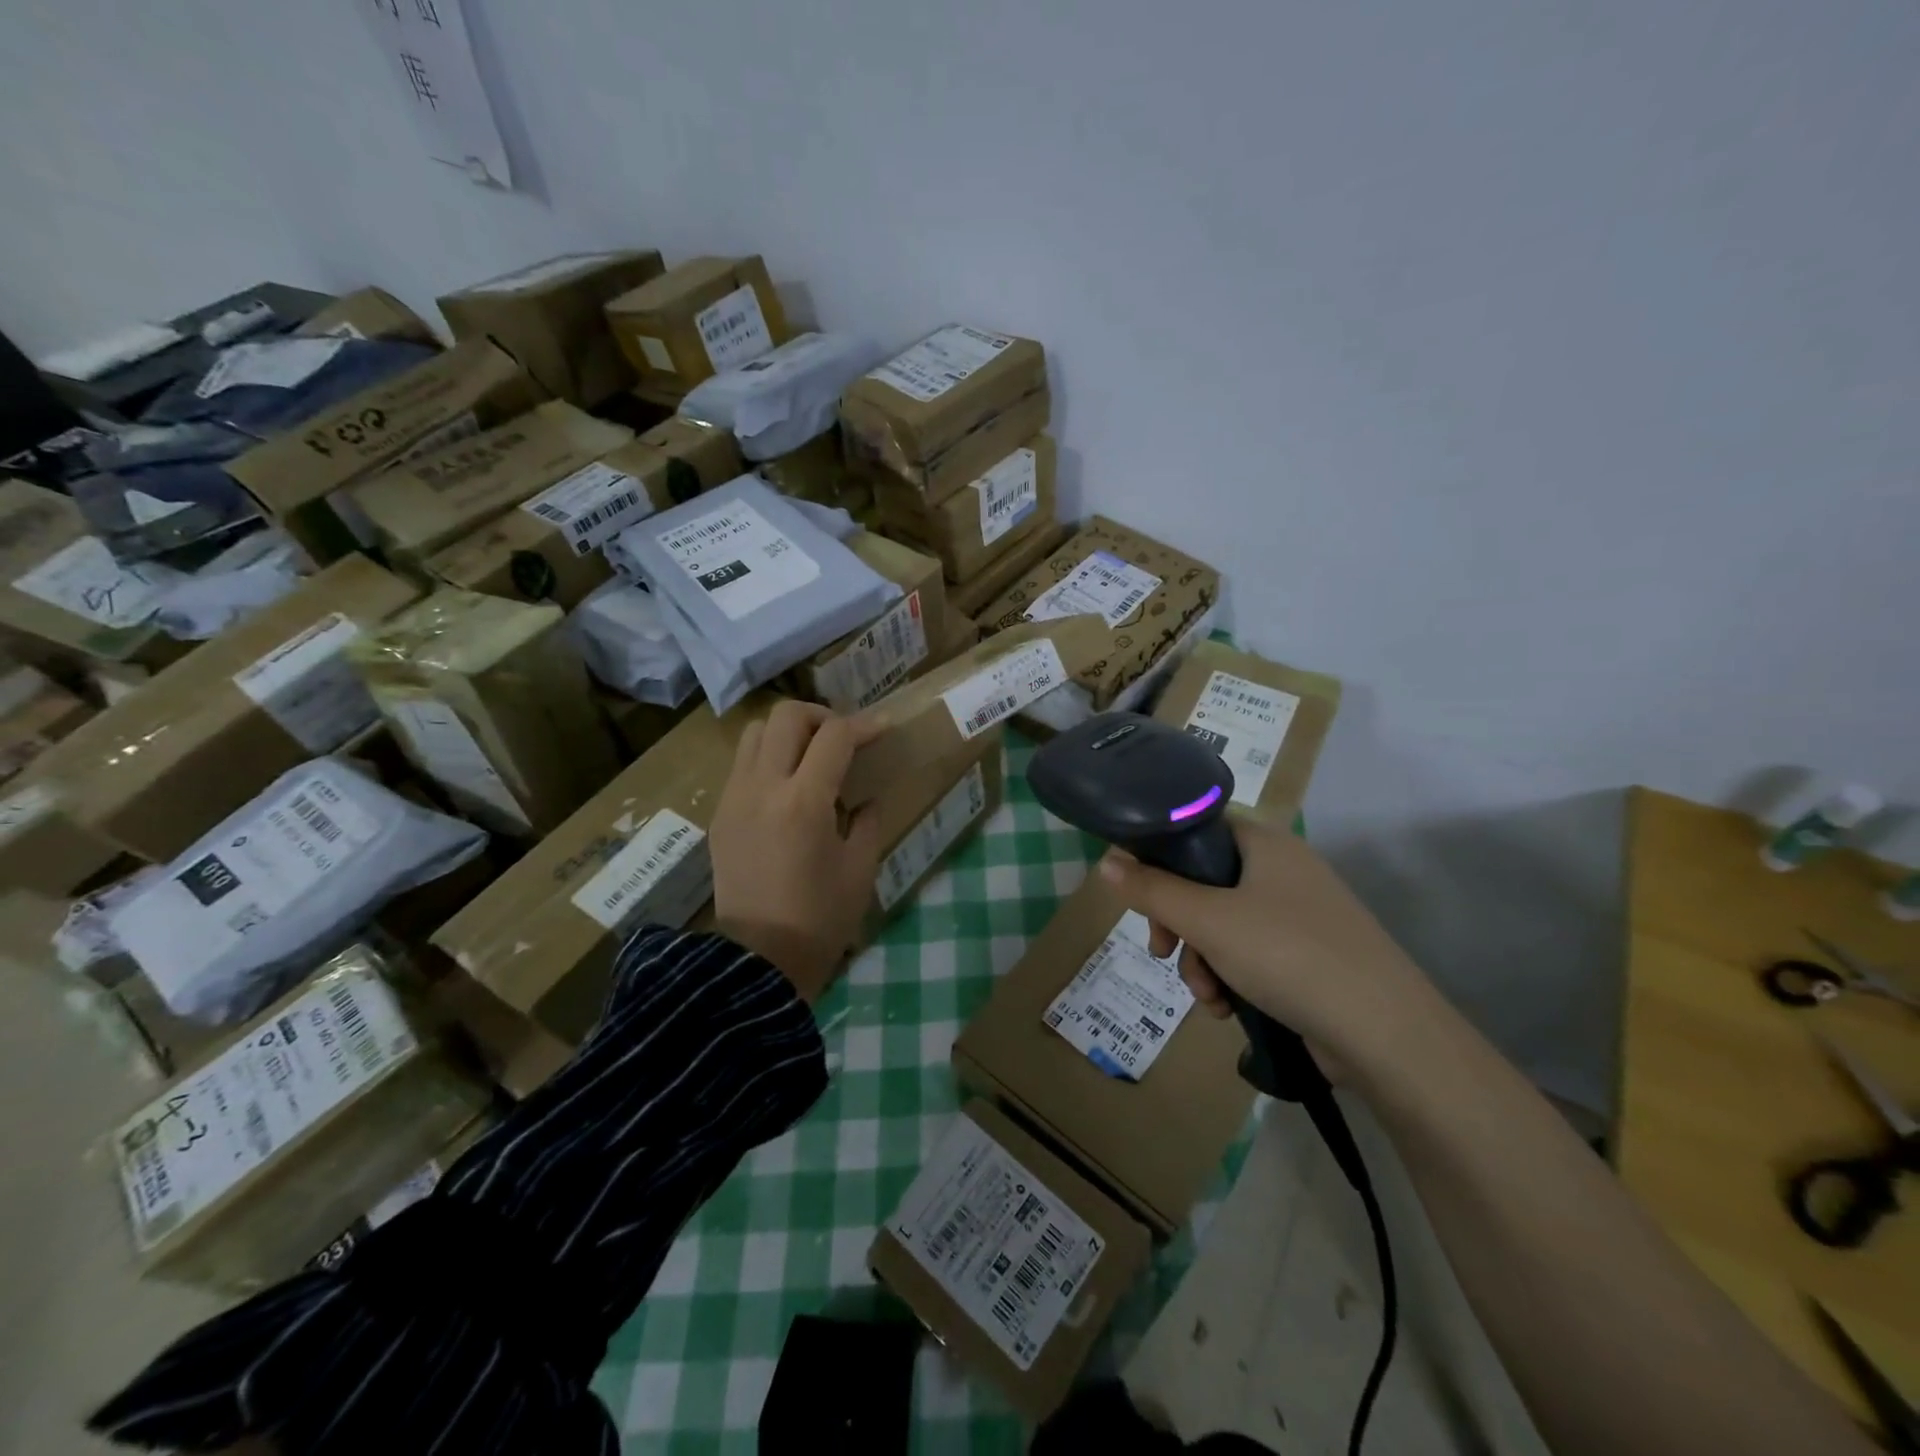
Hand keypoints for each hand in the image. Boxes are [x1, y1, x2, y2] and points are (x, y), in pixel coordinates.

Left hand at [710, 701, 883, 1002]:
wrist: (759, 962)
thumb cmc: (820, 919)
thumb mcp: (860, 868)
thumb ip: (867, 819)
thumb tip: (866, 796)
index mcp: (804, 803)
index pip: (834, 736)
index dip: (864, 724)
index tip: (884, 728)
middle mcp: (762, 788)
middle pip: (785, 716)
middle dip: (821, 716)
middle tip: (843, 738)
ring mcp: (733, 799)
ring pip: (755, 733)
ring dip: (787, 733)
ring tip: (812, 756)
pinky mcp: (719, 815)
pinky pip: (742, 764)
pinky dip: (768, 758)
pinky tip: (788, 786)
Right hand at [1097, 816, 1436, 1072]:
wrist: (1385, 1033)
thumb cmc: (1288, 954)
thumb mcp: (1207, 920)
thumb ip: (1152, 890)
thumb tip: (1104, 863)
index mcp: (1264, 843)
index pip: (1196, 828)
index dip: (1159, 856)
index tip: (1138, 894)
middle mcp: (1282, 870)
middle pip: (1203, 881)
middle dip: (1177, 923)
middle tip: (1161, 951)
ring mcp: (1298, 915)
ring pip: (1221, 924)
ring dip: (1201, 959)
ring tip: (1208, 996)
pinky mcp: (1307, 956)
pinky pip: (1248, 954)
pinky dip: (1230, 977)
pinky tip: (1228, 1008)